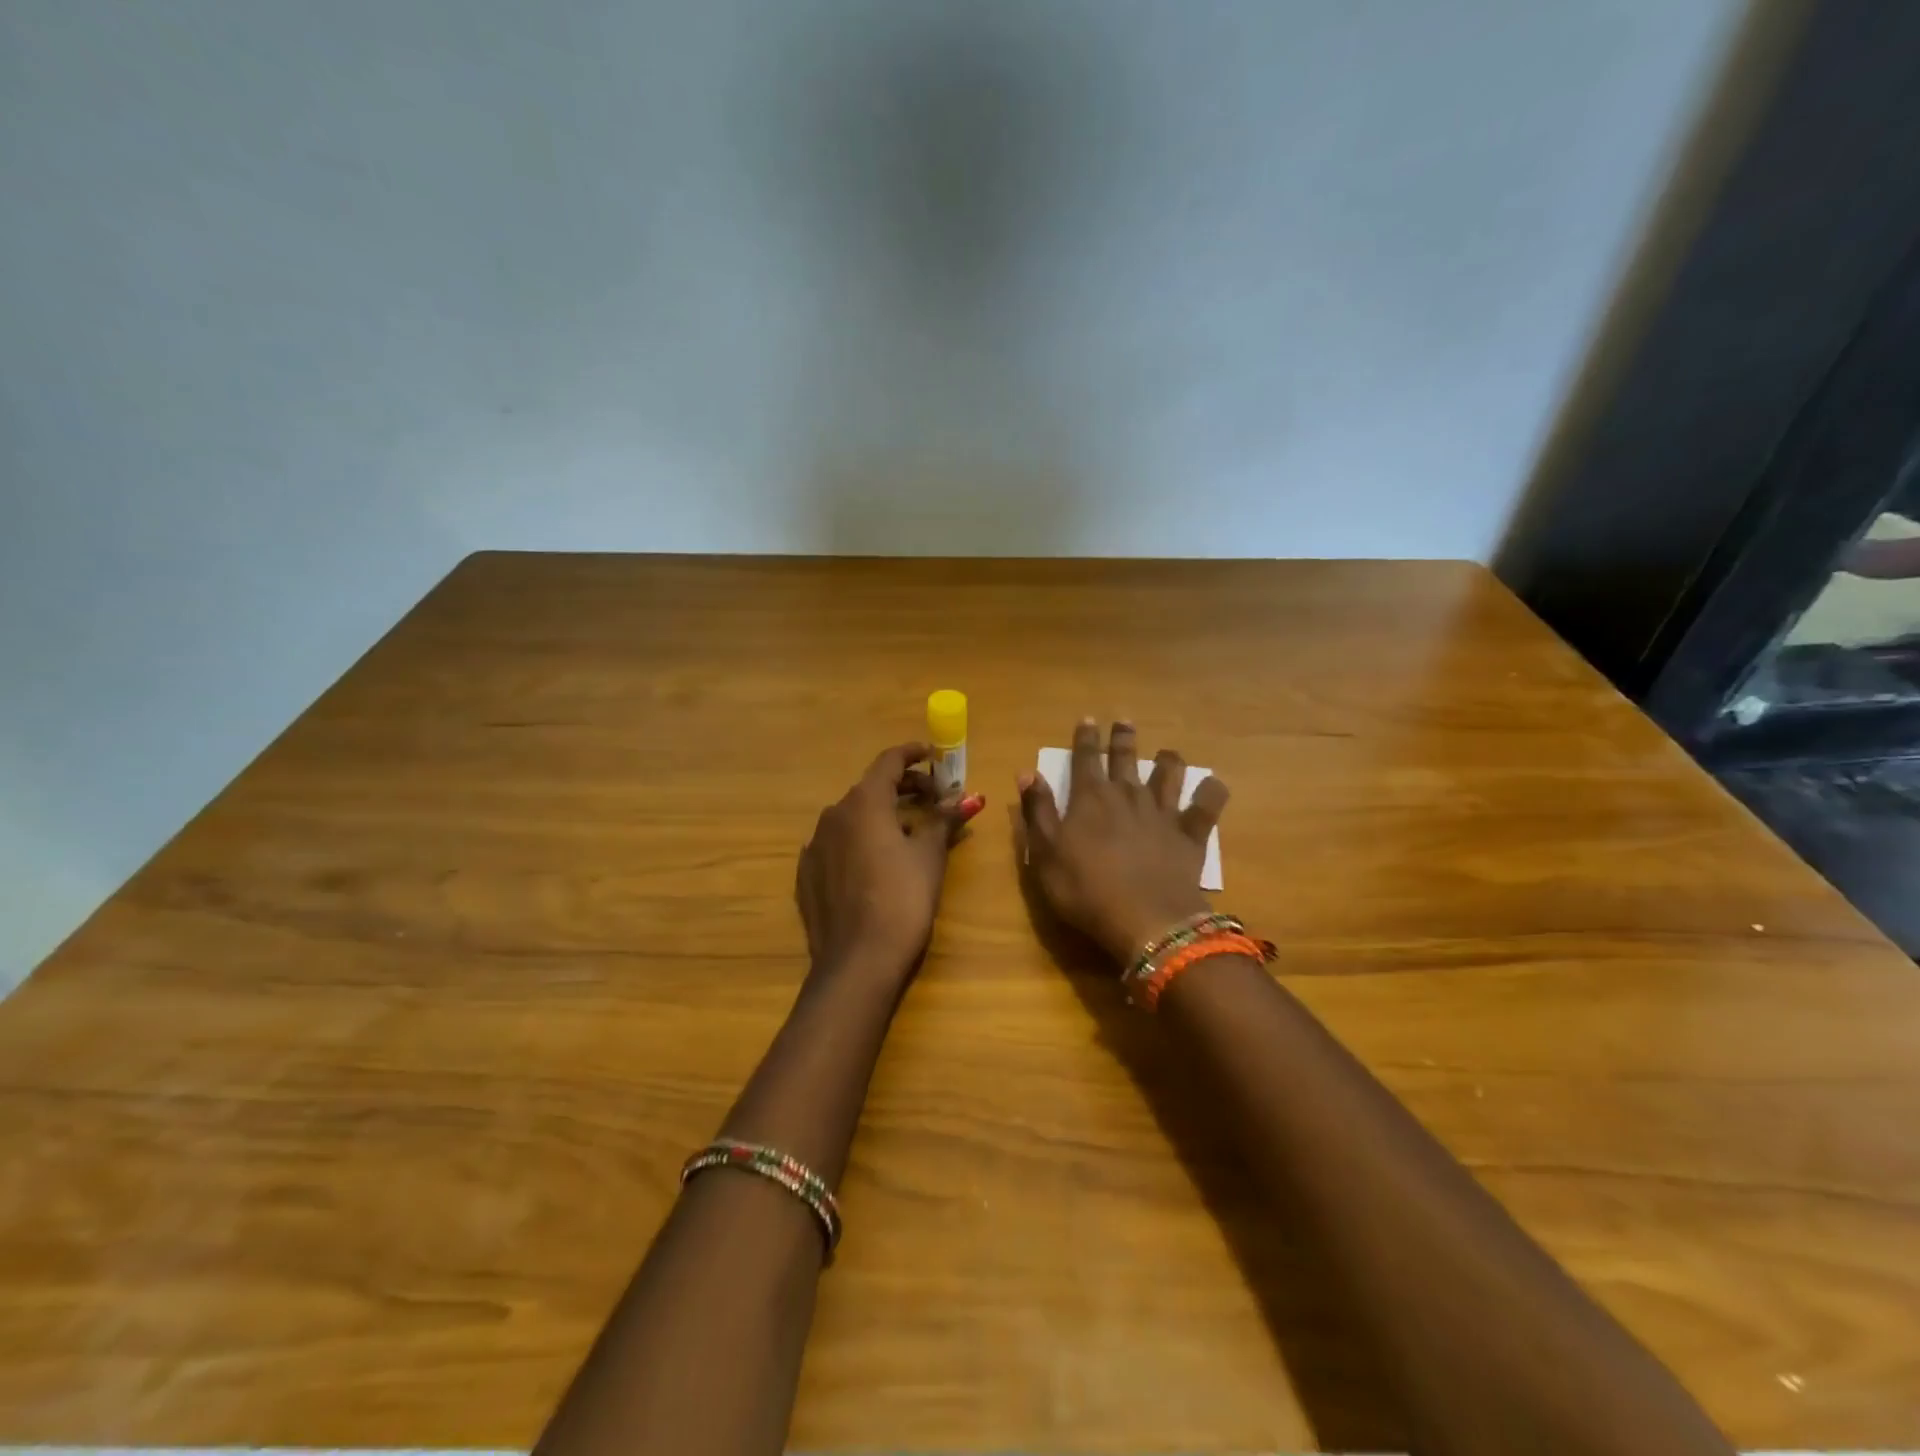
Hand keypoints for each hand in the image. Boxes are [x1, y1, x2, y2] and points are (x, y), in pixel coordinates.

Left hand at [796, 741, 983, 983]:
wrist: (857, 961)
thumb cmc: (902, 899)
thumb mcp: (929, 856)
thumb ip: (944, 820)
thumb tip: (970, 797)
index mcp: (864, 802)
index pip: (889, 762)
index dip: (913, 754)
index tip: (933, 754)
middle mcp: (834, 814)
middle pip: (871, 788)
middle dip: (903, 787)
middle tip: (933, 797)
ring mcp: (815, 844)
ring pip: (852, 816)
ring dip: (880, 815)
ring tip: (908, 832)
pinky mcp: (807, 873)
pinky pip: (836, 844)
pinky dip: (858, 841)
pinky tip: (875, 861)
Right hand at [1018, 718, 1227, 964]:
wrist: (1146, 920)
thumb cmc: (1086, 890)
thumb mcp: (1045, 854)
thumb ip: (1038, 811)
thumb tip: (1027, 772)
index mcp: (1091, 798)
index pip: (1085, 758)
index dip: (1085, 738)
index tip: (1088, 719)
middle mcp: (1128, 795)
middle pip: (1126, 758)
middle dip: (1123, 738)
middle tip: (1124, 721)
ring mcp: (1163, 813)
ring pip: (1168, 774)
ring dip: (1168, 760)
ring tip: (1168, 753)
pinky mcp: (1190, 835)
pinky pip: (1206, 806)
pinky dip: (1212, 792)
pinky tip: (1215, 785)